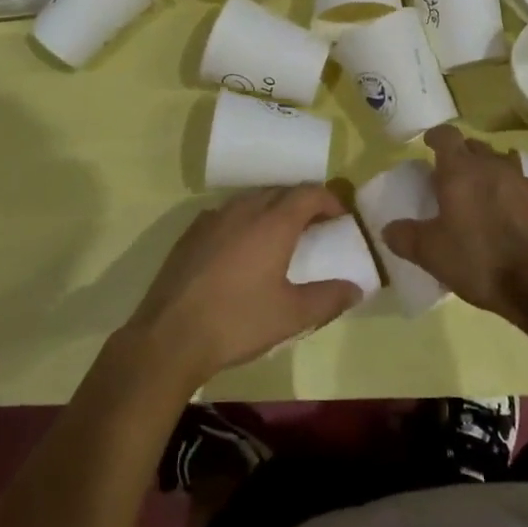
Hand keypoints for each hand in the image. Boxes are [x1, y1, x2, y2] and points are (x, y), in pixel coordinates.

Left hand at [122, 185, 362, 389]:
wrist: (171, 335)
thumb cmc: (238, 321)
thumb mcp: (291, 316)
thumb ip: (328, 299)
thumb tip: (356, 288)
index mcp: (273, 222)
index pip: (308, 193)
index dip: (329, 199)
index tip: (341, 216)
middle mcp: (244, 209)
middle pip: (281, 192)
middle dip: (302, 203)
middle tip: (316, 227)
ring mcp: (214, 217)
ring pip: (252, 200)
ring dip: (272, 209)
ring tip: (282, 236)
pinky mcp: (192, 232)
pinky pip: (228, 214)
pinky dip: (245, 220)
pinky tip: (243, 248)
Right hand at [382, 125, 527, 324]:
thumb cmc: (481, 261)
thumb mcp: (432, 255)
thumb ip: (406, 238)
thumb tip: (388, 229)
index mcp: (461, 171)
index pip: (447, 136)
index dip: (436, 137)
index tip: (429, 144)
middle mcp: (493, 166)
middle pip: (475, 147)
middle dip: (462, 155)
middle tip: (452, 177)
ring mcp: (524, 182)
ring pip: (501, 164)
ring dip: (489, 173)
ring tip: (482, 197)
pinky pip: (522, 188)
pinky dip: (511, 195)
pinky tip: (510, 219)